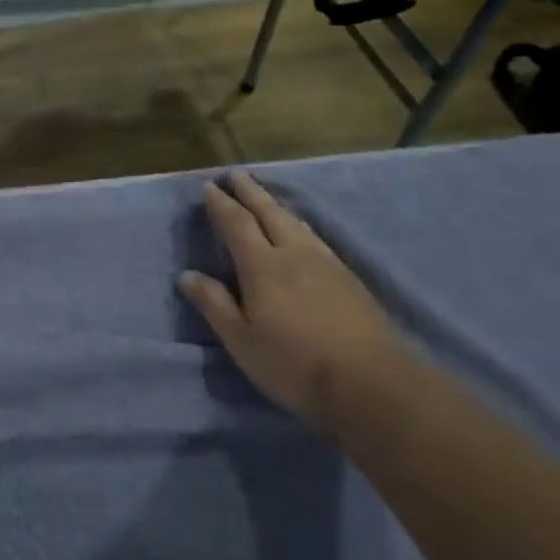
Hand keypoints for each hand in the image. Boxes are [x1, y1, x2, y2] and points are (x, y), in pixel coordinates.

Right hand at [180, 173, 405, 430]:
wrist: (372, 384)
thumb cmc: (294, 364)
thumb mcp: (241, 340)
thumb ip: (214, 304)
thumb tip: (187, 275)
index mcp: (263, 266)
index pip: (237, 224)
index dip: (222, 204)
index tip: (210, 186)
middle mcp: (294, 254)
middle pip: (270, 213)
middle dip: (251, 192)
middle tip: (237, 174)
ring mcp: (326, 264)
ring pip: (296, 223)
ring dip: (276, 205)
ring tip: (265, 197)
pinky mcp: (348, 278)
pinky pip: (314, 237)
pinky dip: (298, 224)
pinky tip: (300, 232)